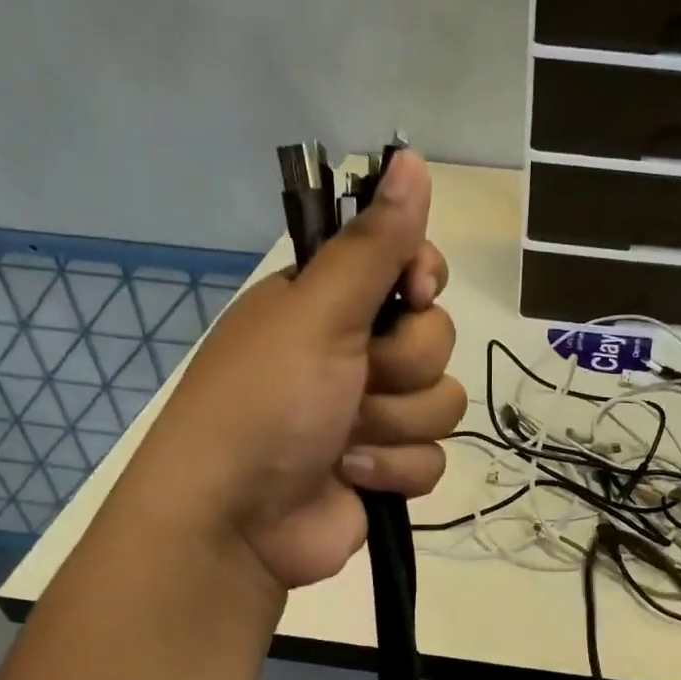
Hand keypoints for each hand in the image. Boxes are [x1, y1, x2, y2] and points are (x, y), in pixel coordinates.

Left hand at [117, 152, 464, 589]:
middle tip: (355, 382)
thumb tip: (413, 158)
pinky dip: (393, 471)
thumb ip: (373, 246)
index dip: (421, 281)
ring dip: (394, 425)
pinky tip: (351, 479)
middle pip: (436, 340)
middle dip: (401, 368)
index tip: (412, 294)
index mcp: (330, 305)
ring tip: (344, 441)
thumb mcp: (317, 314)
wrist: (238, 521)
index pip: (410, 269)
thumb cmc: (266, 403)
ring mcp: (374, 416)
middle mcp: (355, 353)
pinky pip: (433, 458)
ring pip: (442, 403)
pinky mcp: (388, 469)